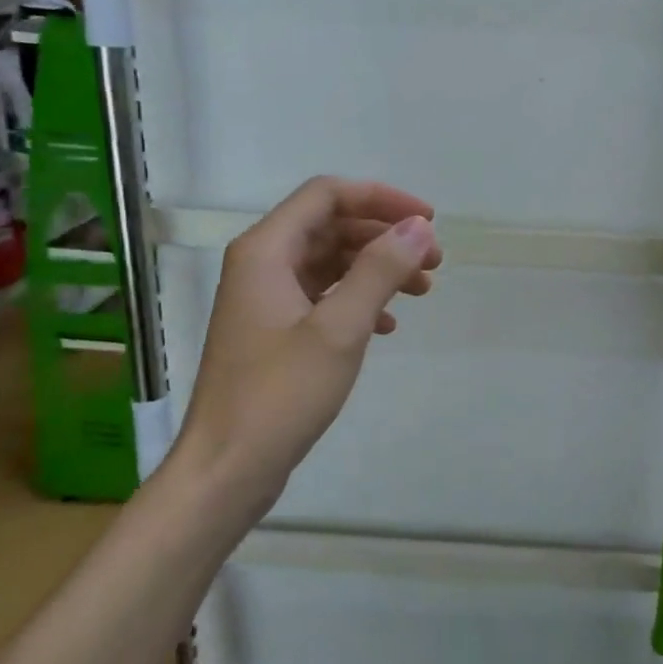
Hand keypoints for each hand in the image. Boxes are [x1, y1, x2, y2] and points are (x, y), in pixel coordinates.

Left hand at [176, 178, 441, 514]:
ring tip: (423, 291)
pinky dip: (358, 300)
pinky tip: (388, 324)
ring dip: (377, 268)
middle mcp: (261, 265)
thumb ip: (380, 270)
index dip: (381, 199)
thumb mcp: (339, 328)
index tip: (427, 222)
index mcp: (266, 250)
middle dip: (385, 236)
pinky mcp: (274, 332)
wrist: (227, 468)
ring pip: (330, 262)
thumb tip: (419, 228)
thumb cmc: (280, 395)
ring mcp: (265, 300)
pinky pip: (322, 297)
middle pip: (330, 226)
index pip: (327, 195)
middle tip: (434, 261)